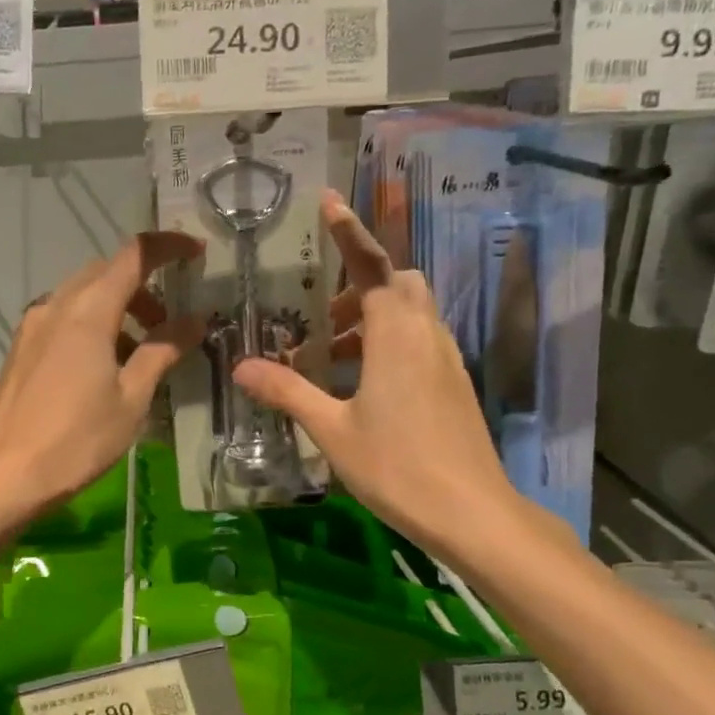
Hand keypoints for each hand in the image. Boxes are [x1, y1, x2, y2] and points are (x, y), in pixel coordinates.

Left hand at [0, 232, 204, 515]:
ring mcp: (32, 326)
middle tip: (170, 321)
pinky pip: (63, 318)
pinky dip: (92, 324)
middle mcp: (55, 306)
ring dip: (117, 307)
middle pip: (105, 272)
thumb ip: (162, 351)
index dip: (168, 246)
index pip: (133, 255)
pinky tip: (104, 367)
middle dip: (143, 285)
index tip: (197, 253)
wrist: (3, 476)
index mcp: (87, 311)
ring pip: (81, 295)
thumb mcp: (131, 399)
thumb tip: (194, 319)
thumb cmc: (75, 441)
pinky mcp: (21, 349)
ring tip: (141, 351)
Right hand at [233, 191, 523, 561]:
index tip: (329, 200)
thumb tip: (242, 366)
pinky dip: (388, 343)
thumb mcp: (332, 429)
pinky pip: (419, 341)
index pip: (372, 266)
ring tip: (329, 356)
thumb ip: (288, 392)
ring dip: (371, 319)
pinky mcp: (454, 384)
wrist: (472, 513)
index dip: (349, 231)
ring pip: (411, 314)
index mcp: (396, 335)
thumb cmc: (396, 466)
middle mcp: (426, 335)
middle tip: (322, 314)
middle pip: (398, 283)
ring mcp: (446, 359)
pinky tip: (361, 384)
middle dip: (360, 284)